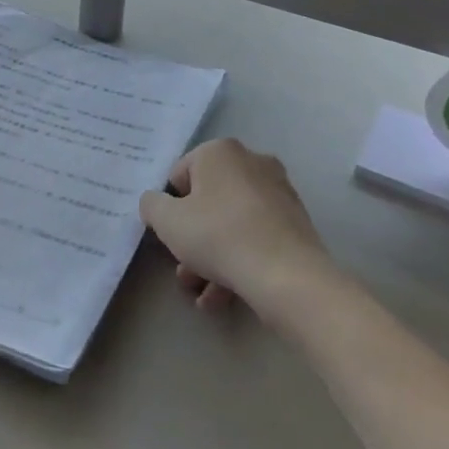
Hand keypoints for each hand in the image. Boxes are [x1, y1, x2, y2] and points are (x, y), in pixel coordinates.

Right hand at [139, 138, 330, 317]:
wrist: (286, 275)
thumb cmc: (218, 236)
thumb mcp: (167, 221)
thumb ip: (152, 205)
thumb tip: (155, 202)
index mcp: (220, 152)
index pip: (180, 175)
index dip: (170, 207)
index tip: (170, 235)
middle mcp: (252, 162)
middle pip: (208, 201)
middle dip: (192, 238)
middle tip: (183, 270)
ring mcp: (278, 192)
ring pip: (232, 223)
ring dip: (211, 257)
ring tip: (202, 294)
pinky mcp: (296, 222)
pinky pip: (256, 237)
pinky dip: (238, 261)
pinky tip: (224, 297)